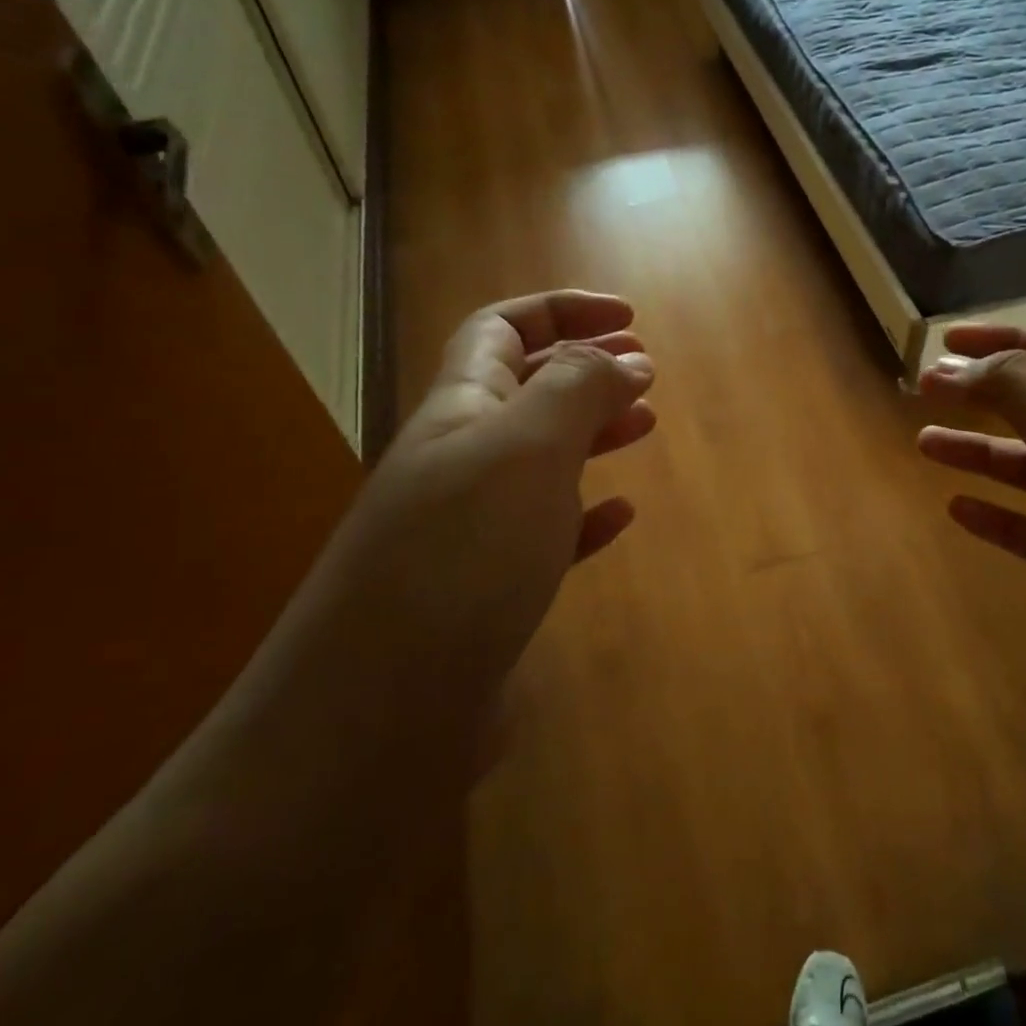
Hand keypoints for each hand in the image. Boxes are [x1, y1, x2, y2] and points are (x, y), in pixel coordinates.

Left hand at [292, 291, 655, 710]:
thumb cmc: (460, 557)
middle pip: (523, 388)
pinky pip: (545, 531)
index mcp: (459, 409)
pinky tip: (619, 517)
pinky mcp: (488, 591)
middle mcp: (458, 460)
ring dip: (591, 432)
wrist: (379, 715)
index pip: (502, 327)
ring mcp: (470, 529)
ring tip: (643, 425)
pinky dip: (585, 513)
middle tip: (645, 370)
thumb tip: (626, 358)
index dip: (563, 309)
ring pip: (539, 458)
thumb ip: (577, 391)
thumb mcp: (526, 450)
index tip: (631, 319)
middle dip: (585, 366)